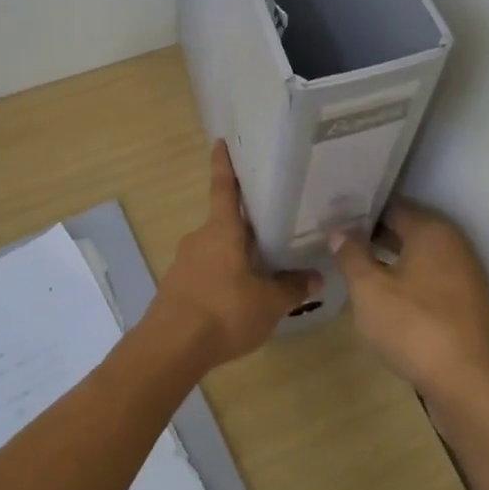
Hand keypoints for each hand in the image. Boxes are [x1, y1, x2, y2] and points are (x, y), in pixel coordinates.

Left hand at [148, 142, 320, 369]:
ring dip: (235, 255)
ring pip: (216, 249)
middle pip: (225, 223)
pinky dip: (222, 277)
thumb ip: (293, 287)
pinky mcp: (176, 286)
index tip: (220, 142)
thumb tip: (317, 276)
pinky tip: (238, 297)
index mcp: (222, 230)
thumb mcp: (269, 303)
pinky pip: (206, 271)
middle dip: (245, 225)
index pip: (223, 187)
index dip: (223, 164)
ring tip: (261, 269)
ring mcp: (184, 262)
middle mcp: (200, 238)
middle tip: (271, 227)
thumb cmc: (224, 312)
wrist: (170, 347)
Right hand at [332, 201, 488, 409]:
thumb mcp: (369, 289)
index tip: (334, 219)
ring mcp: (465, 274)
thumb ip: (351, 255)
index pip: (392, 207)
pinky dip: (409, 280)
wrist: (468, 384)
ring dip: (391, 259)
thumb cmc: (413, 326)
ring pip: (419, 256)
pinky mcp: (467, 303)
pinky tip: (386, 296)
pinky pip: (431, 279)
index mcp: (431, 230)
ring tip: (356, 268)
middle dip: (374, 235)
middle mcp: (453, 244)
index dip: (361, 212)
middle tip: (339, 242)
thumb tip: (339, 231)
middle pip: (408, 229)